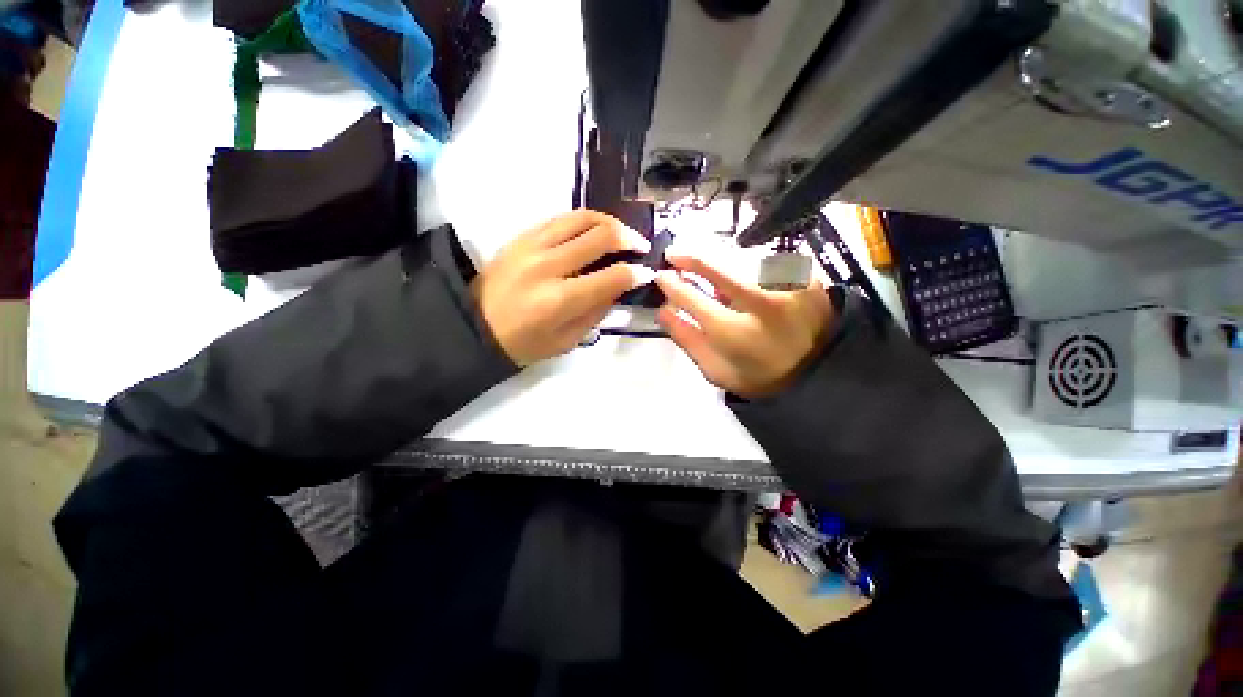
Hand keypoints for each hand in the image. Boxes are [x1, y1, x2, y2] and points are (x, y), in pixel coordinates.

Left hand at [472, 210, 655, 365]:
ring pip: (582, 217)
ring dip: (610, 222)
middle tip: (641, 247)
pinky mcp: (522, 235)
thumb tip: (621, 285)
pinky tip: (594, 231)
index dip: (636, 274)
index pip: (611, 277)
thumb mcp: (568, 340)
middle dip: (630, 239)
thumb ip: (597, 310)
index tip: (646, 273)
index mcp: (559, 300)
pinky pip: (561, 218)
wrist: (476, 326)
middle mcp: (547, 266)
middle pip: (601, 236)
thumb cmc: (525, 343)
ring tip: (622, 234)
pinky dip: (585, 221)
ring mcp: (532, 245)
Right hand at [655, 249, 833, 398]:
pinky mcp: (806, 275)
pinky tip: (742, 274)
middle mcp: (763, 304)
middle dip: (691, 257)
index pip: (693, 299)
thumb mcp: (716, 370)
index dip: (672, 285)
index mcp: (737, 334)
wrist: (818, 372)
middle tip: (674, 253)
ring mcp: (788, 285)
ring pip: (741, 259)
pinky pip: (765, 259)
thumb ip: (688, 340)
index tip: (661, 276)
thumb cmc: (760, 377)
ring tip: (708, 268)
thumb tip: (664, 310)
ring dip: (719, 260)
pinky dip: (746, 263)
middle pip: (718, 267)